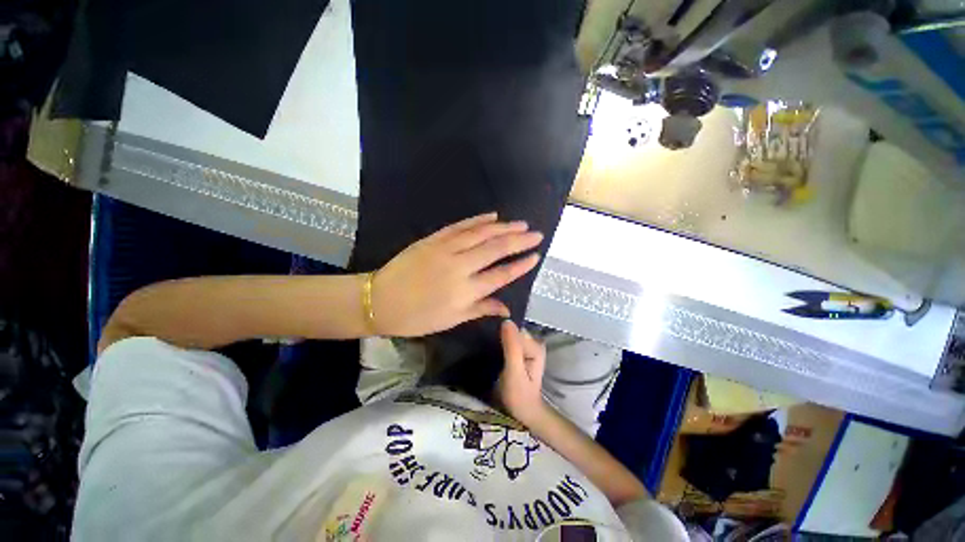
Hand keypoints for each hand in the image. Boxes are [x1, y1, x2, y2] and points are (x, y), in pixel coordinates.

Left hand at [372, 213, 542, 336]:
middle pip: (496, 249)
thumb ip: (481, 309)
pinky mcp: (434, 239)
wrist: (379, 300)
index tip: (536, 256)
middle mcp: (460, 266)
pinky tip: (492, 216)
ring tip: (521, 224)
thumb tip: (507, 309)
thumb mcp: (451, 320)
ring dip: (504, 227)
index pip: (501, 275)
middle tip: (537, 234)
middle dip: (519, 241)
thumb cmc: (417, 317)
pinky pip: (460, 226)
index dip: (521, 265)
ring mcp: (446, 249)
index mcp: (466, 291)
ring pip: (481, 234)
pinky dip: (478, 220)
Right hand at [496, 320, 547, 425]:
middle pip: (513, 331)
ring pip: (510, 335)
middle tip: (486, 346)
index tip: (489, 340)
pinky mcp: (521, 352)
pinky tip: (492, 349)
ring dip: (499, 339)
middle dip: (500, 335)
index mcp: (536, 346)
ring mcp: (528, 347)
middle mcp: (534, 343)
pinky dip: (500, 344)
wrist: (523, 412)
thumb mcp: (514, 372)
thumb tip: (506, 321)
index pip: (515, 330)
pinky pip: (508, 341)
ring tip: (486, 347)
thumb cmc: (519, 395)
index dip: (502, 333)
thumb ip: (512, 347)